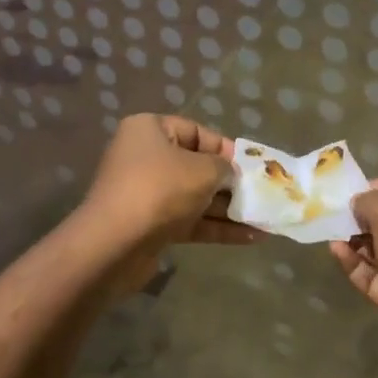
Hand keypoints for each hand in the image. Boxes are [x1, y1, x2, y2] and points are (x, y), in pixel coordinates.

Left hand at [79, 114, 255, 254]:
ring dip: (228, 209)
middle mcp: (145, 158)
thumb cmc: (160, 190)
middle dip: (230, 182)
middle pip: (197, 166)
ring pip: (196, 197)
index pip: (196, 132)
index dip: (226, 148)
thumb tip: (229, 173)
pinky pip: (190, 221)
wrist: (114, 246)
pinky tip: (251, 237)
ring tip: (264, 218)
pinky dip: (217, 227)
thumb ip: (224, 167)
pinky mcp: (151, 226)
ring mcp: (147, 194)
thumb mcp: (203, 169)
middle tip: (260, 193)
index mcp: (150, 131)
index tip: (250, 165)